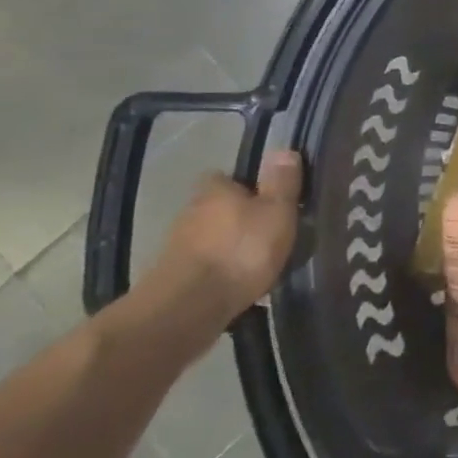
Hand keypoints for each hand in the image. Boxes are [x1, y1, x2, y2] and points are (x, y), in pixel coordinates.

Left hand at [150, 149, 303, 323]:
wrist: (188, 308)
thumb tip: (284, 149)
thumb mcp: (277, 212)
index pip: (226, 177)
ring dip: (228, 247)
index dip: (246, 186)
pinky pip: (204, 267)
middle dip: (239, 219)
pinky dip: (219, 273)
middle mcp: (190, 211)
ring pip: (210, 239)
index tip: (267, 200)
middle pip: (218, 208)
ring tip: (257, 264)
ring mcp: (177, 247)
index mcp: (215, 190)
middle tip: (268, 233)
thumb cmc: (241, 251)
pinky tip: (238, 286)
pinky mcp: (173, 278)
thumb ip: (282, 182)